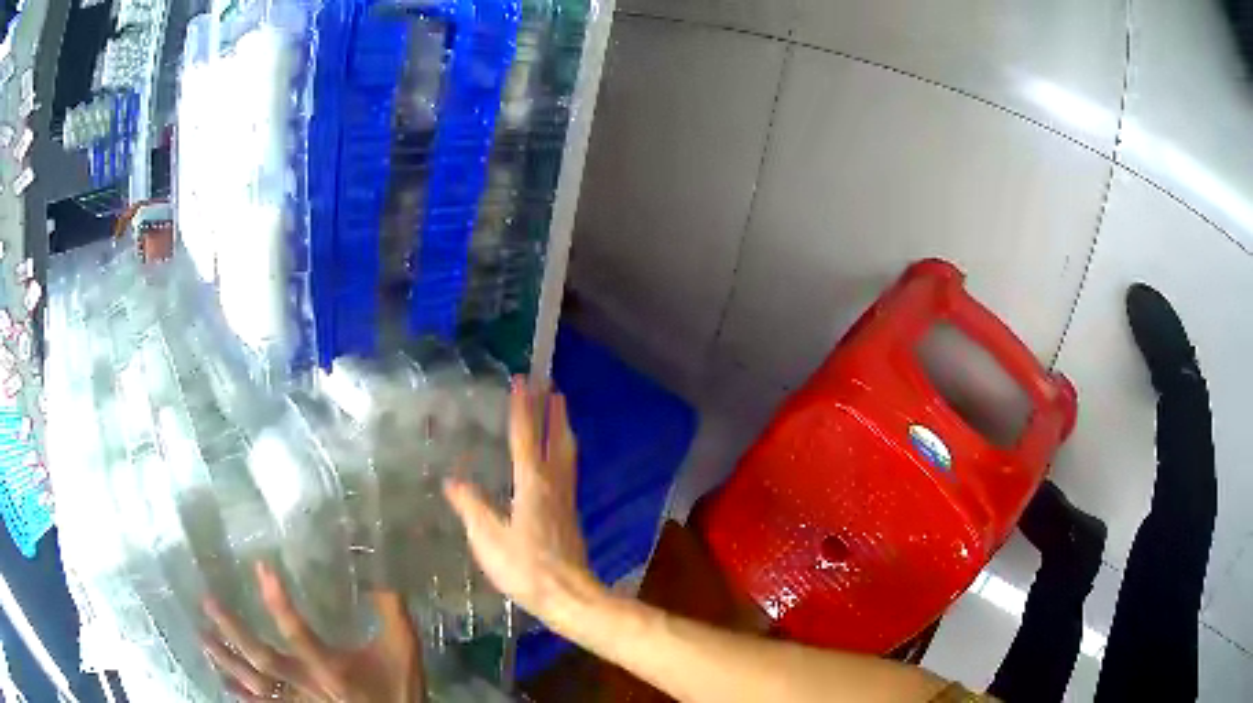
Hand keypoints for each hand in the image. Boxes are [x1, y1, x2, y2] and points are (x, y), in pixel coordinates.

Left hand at [204, 563, 422, 701]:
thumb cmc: (398, 689)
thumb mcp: (402, 649)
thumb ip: (391, 613)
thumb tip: (378, 571)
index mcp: (332, 669)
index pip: (298, 633)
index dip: (278, 601)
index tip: (260, 566)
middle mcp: (308, 686)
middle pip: (263, 660)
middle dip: (233, 631)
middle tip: (207, 601)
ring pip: (256, 684)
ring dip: (227, 661)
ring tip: (201, 636)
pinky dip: (242, 695)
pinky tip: (223, 680)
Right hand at [443, 377, 602, 621]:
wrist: (568, 596)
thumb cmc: (525, 568)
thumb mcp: (488, 539)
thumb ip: (471, 507)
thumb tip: (453, 480)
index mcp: (532, 485)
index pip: (525, 438)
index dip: (522, 408)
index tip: (523, 381)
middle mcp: (554, 485)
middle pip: (555, 440)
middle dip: (552, 412)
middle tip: (551, 386)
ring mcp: (566, 500)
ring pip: (567, 454)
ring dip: (562, 429)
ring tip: (560, 412)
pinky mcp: (570, 515)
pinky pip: (568, 470)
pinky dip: (563, 452)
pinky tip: (559, 460)